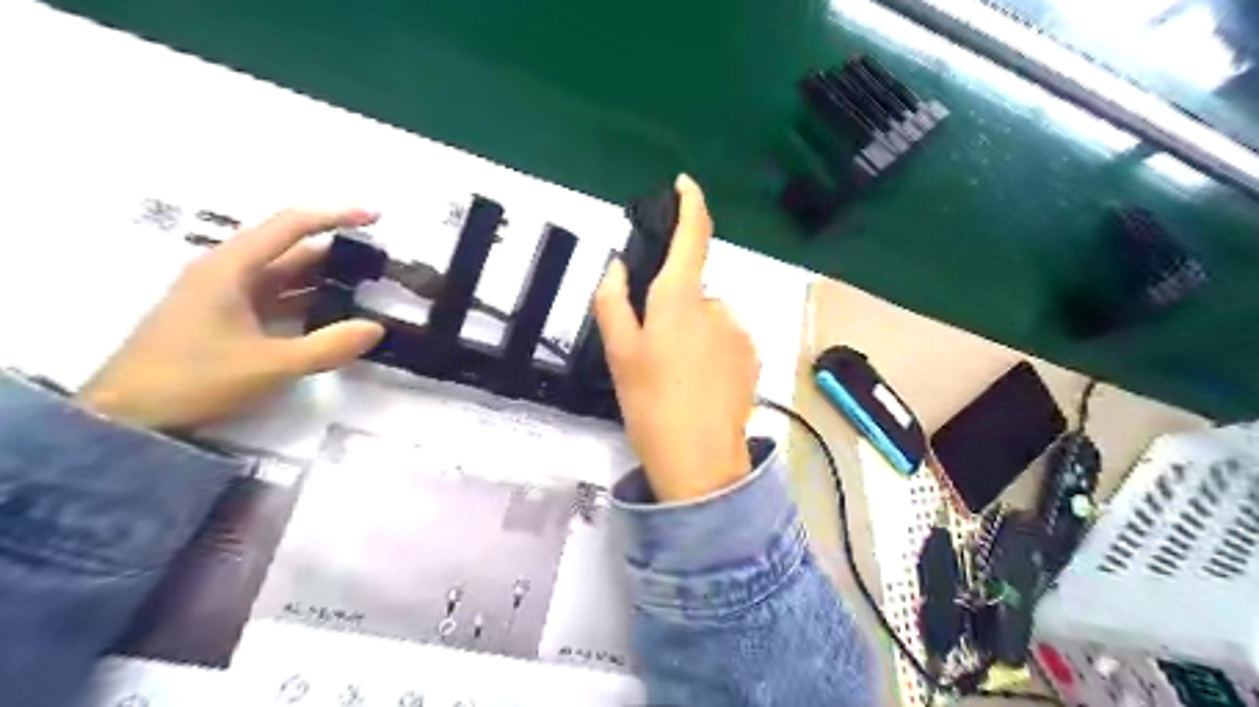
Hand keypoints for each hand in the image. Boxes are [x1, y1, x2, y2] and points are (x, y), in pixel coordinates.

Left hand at [73, 207, 385, 431]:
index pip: (290, 226)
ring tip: (365, 288)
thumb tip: (376, 328)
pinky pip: (274, 299)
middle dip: (335, 253)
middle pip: (289, 250)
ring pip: (283, 276)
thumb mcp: (271, 365)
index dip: (335, 217)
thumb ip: (329, 346)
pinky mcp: (224, 318)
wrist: (126, 418)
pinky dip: (306, 301)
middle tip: (377, 264)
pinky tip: (331, 315)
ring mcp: (223, 296)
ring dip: (322, 280)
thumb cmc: (194, 380)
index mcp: (230, 268)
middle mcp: (226, 273)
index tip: (375, 217)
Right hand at [592, 172, 755, 498]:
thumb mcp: (618, 354)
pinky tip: (699, 386)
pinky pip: (726, 341)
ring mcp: (740, 334)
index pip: (693, 237)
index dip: (690, 204)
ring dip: (692, 333)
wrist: (700, 461)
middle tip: (653, 351)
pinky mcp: (752, 358)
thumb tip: (617, 267)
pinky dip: (711, 351)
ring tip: (676, 376)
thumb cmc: (651, 403)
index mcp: (681, 300)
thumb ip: (612, 302)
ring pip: (708, 318)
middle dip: (673, 308)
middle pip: (692, 290)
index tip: (684, 185)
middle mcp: (717, 308)